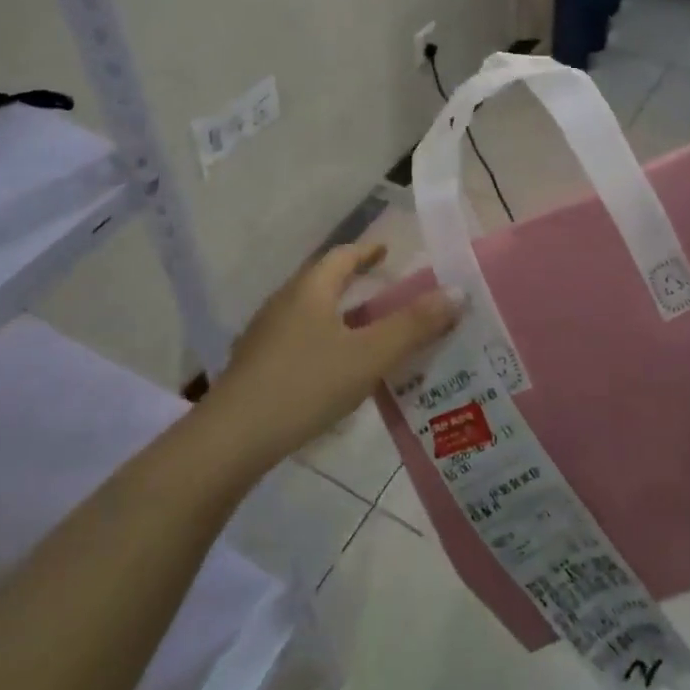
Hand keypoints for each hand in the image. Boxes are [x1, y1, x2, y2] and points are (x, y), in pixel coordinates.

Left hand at [201, 242, 461, 472]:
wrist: (232, 438)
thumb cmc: (306, 385)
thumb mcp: (368, 356)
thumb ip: (413, 326)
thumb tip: (456, 292)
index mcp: (310, 290)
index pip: (342, 256)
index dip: (367, 251)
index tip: (387, 251)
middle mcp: (284, 302)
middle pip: (324, 282)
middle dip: (355, 284)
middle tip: (386, 293)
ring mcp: (265, 334)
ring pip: (310, 313)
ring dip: (340, 315)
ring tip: (368, 333)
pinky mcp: (257, 365)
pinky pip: (299, 339)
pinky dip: (324, 341)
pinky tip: (335, 370)